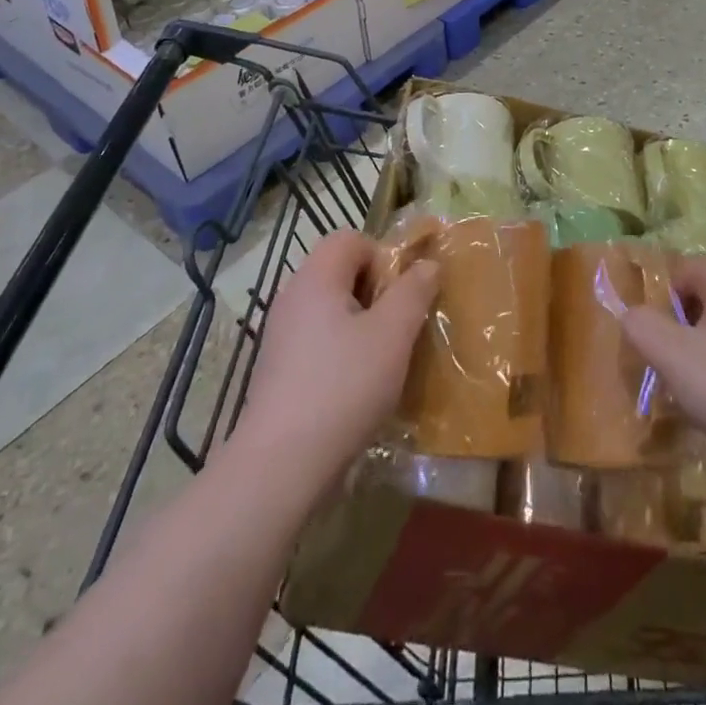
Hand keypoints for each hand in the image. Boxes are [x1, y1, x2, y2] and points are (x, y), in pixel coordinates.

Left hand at [237, 230, 437, 479]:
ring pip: (331, 309)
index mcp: (316, 278)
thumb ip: (414, 291)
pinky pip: (317, 341)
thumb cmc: (343, 387)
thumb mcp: (393, 334)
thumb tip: (427, 264)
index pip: (351, 239)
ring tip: (383, 360)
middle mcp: (292, 296)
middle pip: (340, 272)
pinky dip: (341, 352)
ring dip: (362, 325)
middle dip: (376, 293)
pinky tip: (356, 387)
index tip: (401, 295)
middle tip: (398, 328)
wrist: (281, 466)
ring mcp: (280, 335)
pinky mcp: (278, 370)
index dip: (383, 257)